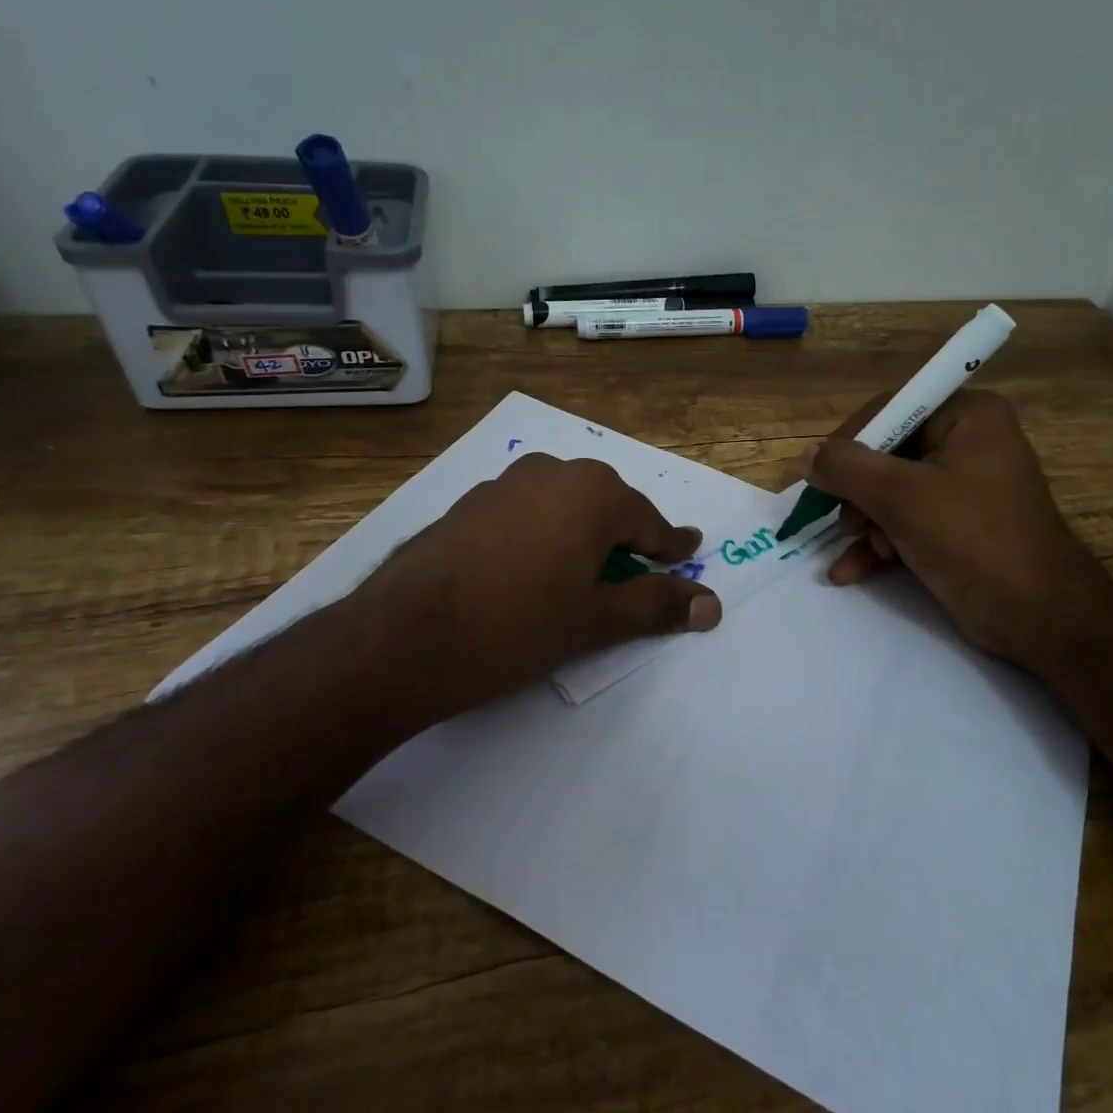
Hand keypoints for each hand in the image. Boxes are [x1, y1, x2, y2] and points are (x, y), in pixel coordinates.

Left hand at [342, 452, 720, 724]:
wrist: (401, 639)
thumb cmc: (516, 627)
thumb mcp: (595, 622)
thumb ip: (657, 607)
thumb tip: (712, 606)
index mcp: (592, 494)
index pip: (649, 523)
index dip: (671, 546)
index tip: (688, 551)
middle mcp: (551, 473)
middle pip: (606, 507)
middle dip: (625, 540)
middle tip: (636, 574)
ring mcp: (503, 484)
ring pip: (562, 506)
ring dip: (581, 535)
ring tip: (581, 576)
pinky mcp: (467, 505)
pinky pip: (525, 513)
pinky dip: (542, 536)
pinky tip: (528, 571)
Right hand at [807, 390, 1112, 671]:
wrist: (1041, 618)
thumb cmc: (973, 541)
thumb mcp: (902, 498)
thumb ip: (847, 469)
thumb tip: (806, 456)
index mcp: (968, 417)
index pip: (892, 409)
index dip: (850, 440)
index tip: (819, 475)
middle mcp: (968, 442)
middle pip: (888, 453)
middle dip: (859, 493)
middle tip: (846, 522)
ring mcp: (964, 487)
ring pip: (892, 492)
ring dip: (866, 523)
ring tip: (861, 551)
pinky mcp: (959, 526)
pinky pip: (906, 521)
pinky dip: (878, 544)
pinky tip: (849, 571)